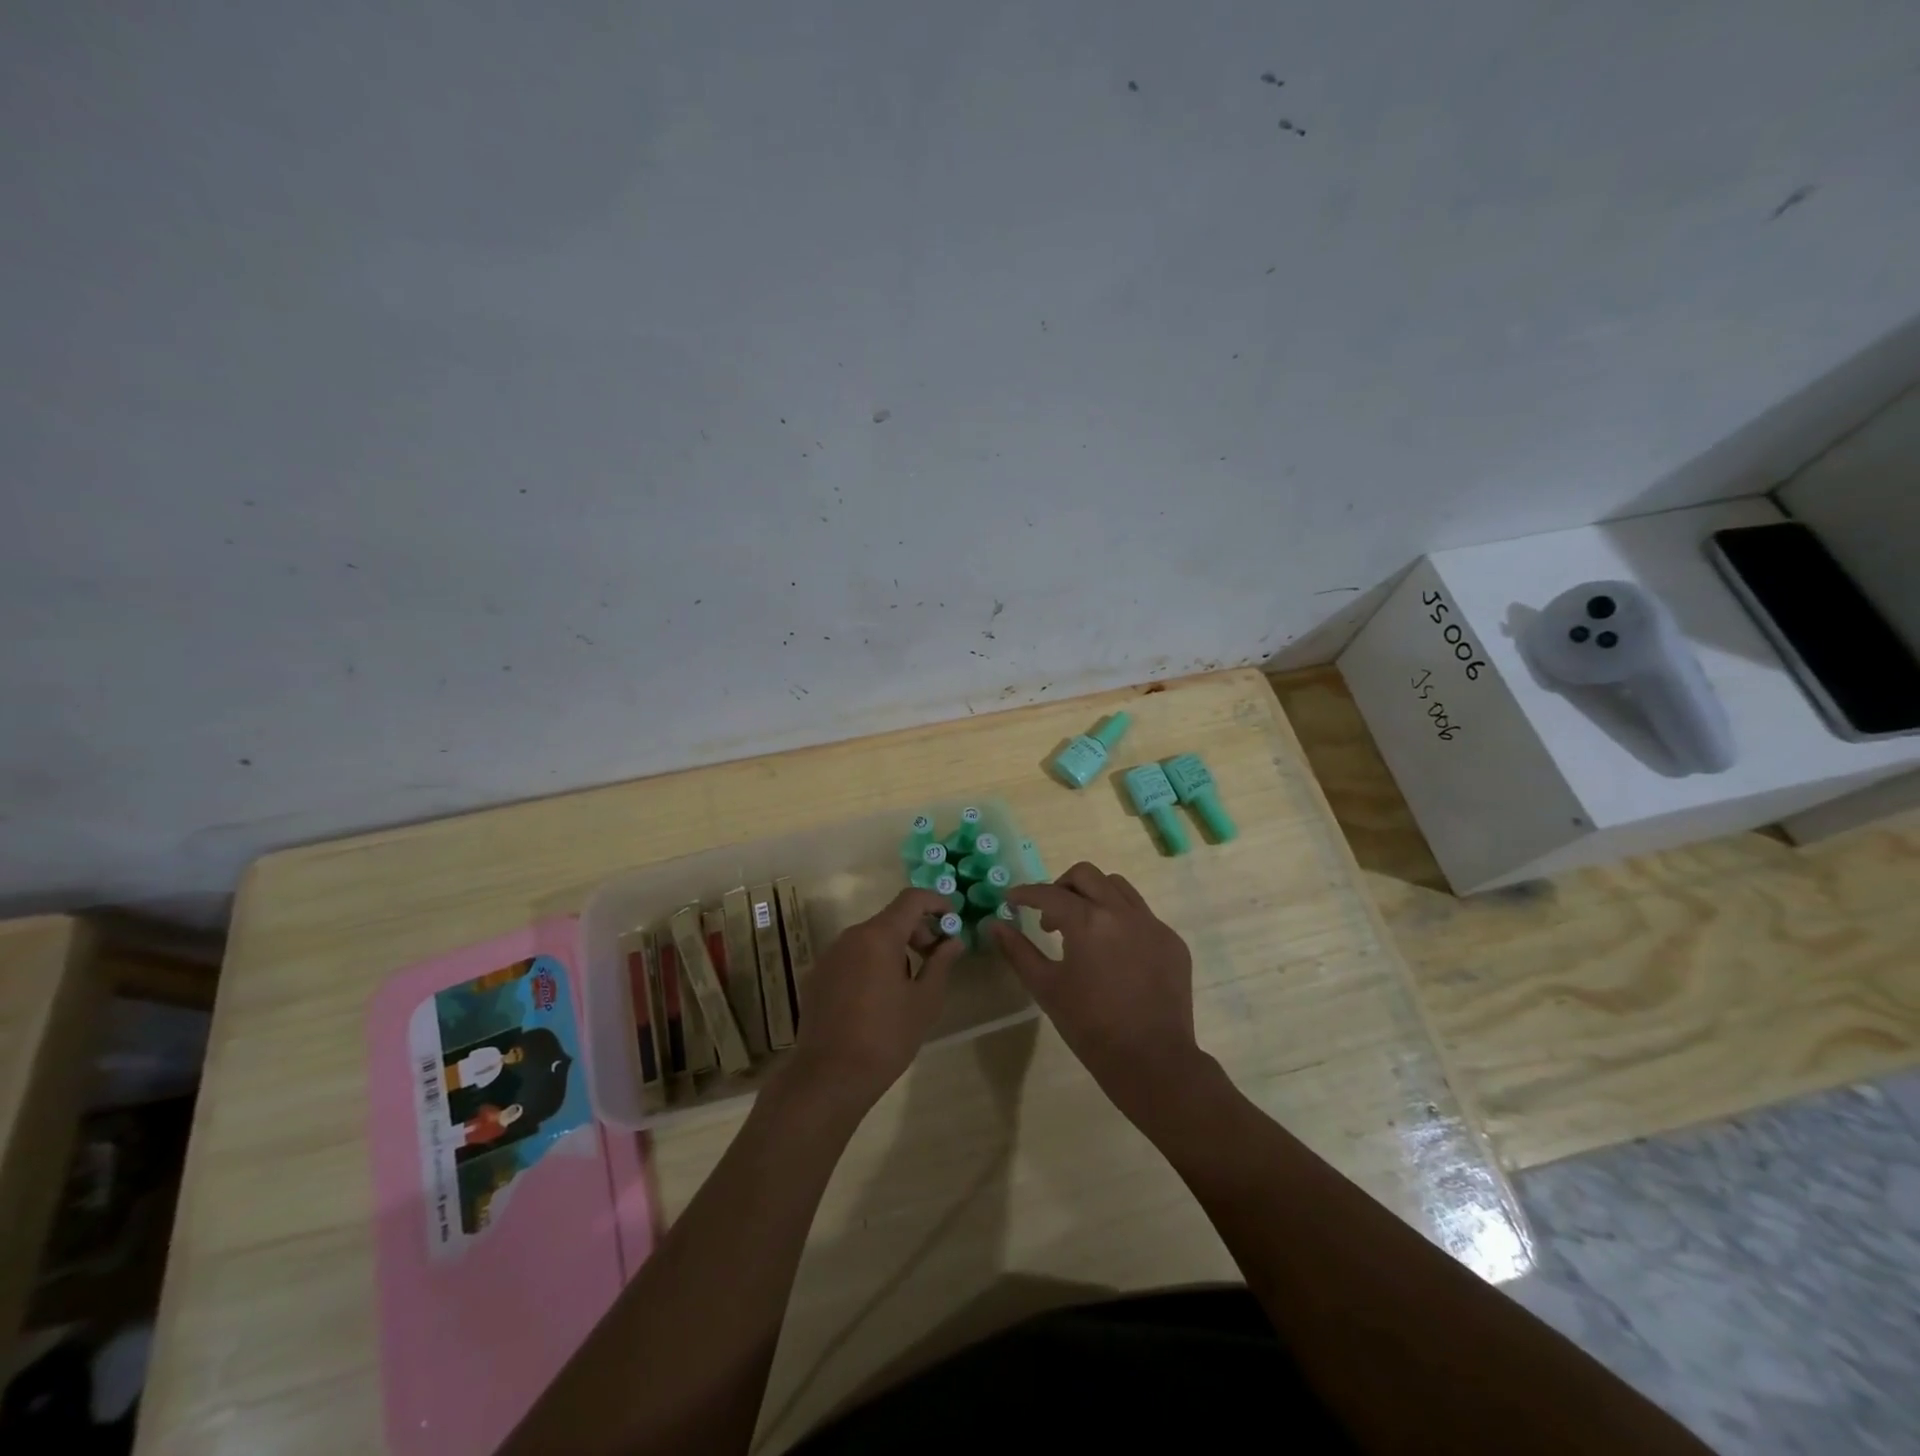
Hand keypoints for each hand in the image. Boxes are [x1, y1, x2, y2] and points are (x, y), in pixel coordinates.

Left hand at [786, 888, 962, 1110]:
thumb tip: (953, 941)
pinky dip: (871, 963)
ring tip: (908, 985)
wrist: (829, 1077)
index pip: (911, 899)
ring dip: (894, 949)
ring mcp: (829, 956)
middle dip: (917, 931)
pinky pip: (851, 957)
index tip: (953, 920)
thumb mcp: (924, 1001)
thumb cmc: (886, 1037)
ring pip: (869, 938)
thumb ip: (941, 963)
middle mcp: (850, 937)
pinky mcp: (817, 977)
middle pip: (890, 919)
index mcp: (878, 936)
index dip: (936, 902)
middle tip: (935, 959)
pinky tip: (877, 998)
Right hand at [987, 862, 1204, 1122]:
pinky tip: (1114, 952)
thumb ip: (1018, 951)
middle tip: (1050, 916)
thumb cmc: (1090, 1027)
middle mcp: (1122, 912)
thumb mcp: (1046, 988)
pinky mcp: (1172, 941)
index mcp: (1088, 921)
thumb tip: (995, 924)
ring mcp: (1152, 924)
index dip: (1026, 893)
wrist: (1152, 1061)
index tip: (1012, 900)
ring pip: (1118, 887)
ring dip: (1094, 895)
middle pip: (1086, 875)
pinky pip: (1142, 914)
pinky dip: (1121, 919)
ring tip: (1083, 927)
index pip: (1049, 893)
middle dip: (1061, 887)